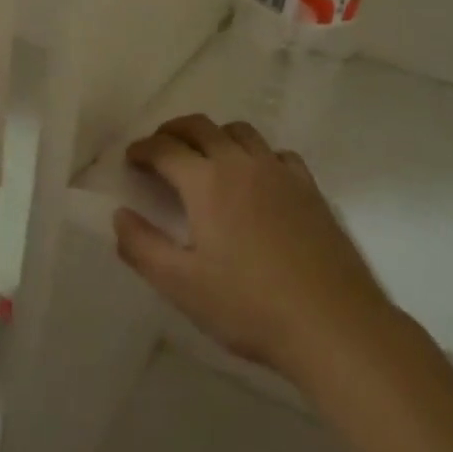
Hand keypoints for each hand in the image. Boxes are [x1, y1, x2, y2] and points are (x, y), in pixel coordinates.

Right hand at [115, 115, 393, 379]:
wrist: (332, 324)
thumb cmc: (249, 306)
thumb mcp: (181, 285)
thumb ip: (141, 247)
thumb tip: (120, 215)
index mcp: (206, 182)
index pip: (165, 148)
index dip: (142, 149)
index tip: (131, 160)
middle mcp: (242, 164)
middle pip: (201, 127)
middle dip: (173, 132)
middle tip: (159, 150)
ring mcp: (280, 172)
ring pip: (241, 132)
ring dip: (214, 135)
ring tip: (204, 158)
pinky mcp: (310, 188)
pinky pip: (277, 153)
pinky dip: (256, 154)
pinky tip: (257, 179)